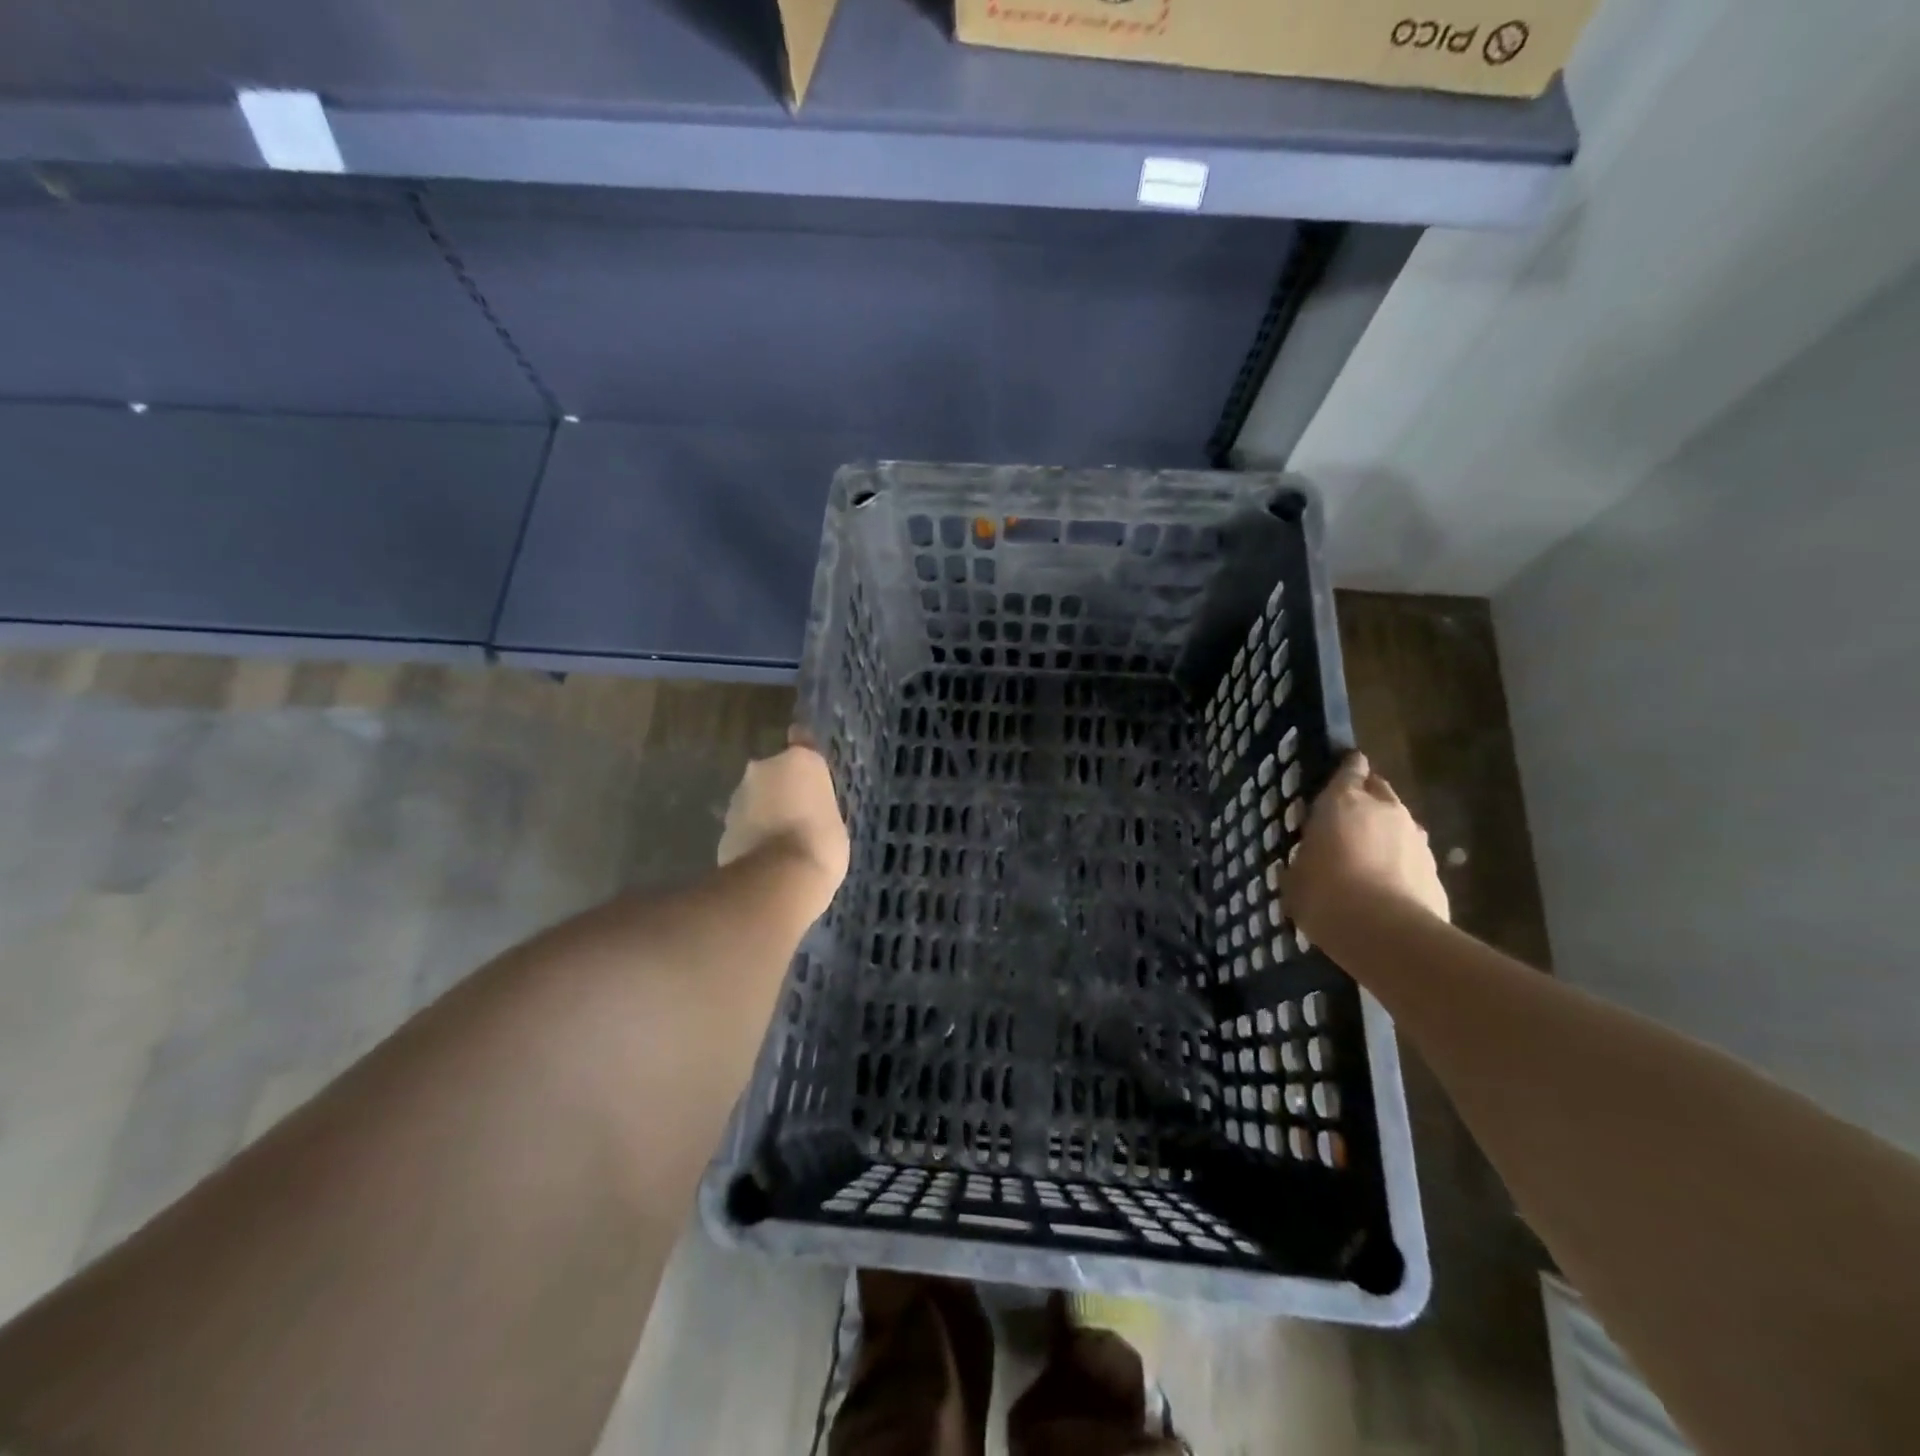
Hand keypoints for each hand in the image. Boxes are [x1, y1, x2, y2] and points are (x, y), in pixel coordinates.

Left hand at [718, 744, 849, 919]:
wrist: (777, 880)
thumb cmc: (821, 843)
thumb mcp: (834, 819)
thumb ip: (817, 804)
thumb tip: (806, 808)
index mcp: (799, 761)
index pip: (801, 741)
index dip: (803, 751)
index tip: (806, 764)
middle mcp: (763, 769)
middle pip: (773, 773)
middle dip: (781, 789)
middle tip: (798, 813)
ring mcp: (738, 798)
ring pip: (755, 799)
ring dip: (764, 812)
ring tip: (781, 840)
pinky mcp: (723, 828)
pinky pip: (744, 826)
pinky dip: (752, 835)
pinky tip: (765, 856)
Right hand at [1279, 752, 1448, 942]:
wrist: (1386, 933)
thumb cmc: (1325, 894)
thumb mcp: (1296, 876)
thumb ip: (1304, 860)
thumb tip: (1305, 862)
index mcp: (1343, 801)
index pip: (1351, 769)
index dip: (1348, 768)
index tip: (1345, 770)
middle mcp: (1385, 810)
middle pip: (1380, 790)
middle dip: (1367, 798)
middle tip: (1349, 818)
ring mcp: (1416, 839)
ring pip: (1400, 824)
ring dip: (1386, 833)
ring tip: (1368, 857)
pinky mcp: (1435, 871)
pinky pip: (1412, 858)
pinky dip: (1401, 864)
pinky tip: (1387, 887)